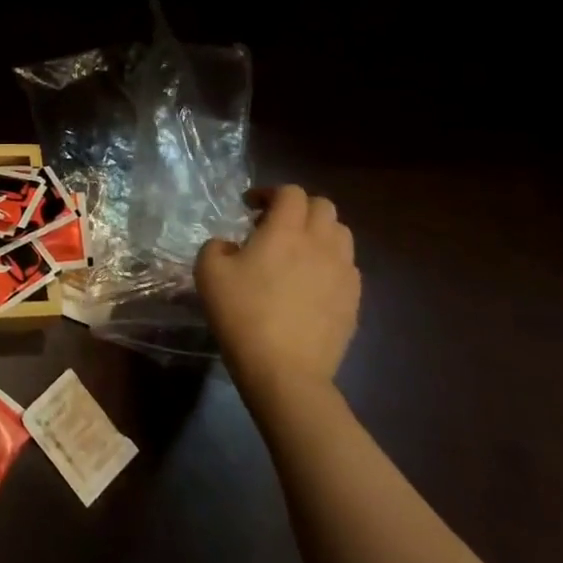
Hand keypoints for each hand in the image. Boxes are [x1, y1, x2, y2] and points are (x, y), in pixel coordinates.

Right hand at [196, 185, 359, 399]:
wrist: (284, 370)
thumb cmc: (242, 314)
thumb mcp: (208, 271)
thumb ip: (217, 246)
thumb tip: (232, 246)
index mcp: (286, 230)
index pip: (291, 192)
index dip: (270, 193)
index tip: (250, 207)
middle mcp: (321, 243)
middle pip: (323, 206)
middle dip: (299, 208)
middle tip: (274, 226)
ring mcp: (343, 273)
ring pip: (341, 234)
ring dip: (319, 233)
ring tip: (296, 252)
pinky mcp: (354, 301)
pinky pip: (347, 267)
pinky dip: (330, 262)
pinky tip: (309, 283)